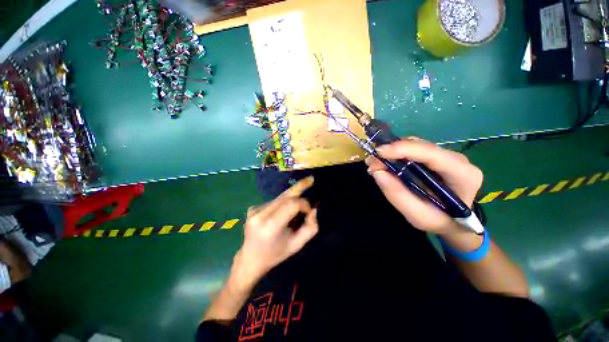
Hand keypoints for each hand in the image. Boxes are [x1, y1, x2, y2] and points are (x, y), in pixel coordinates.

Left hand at [230, 176, 318, 289]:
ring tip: (298, 206)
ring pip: (280, 197)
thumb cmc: (275, 254)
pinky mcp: (253, 207)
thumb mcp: (297, 245)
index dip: (304, 204)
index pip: (291, 204)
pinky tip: (283, 213)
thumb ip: (310, 228)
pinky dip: (283, 203)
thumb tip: (314, 210)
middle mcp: (260, 214)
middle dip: (299, 186)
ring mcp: (254, 209)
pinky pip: (274, 201)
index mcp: (270, 226)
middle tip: (311, 179)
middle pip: (285, 195)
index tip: (309, 211)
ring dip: (292, 199)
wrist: (250, 259)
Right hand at [366, 138, 482, 234]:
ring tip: (376, 164)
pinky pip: (414, 149)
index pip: (431, 153)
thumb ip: (398, 195)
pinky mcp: (436, 157)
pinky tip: (385, 162)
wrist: (453, 222)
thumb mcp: (417, 215)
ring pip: (416, 145)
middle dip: (392, 151)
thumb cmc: (439, 221)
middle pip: (421, 146)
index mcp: (462, 174)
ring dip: (392, 152)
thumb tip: (377, 172)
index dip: (403, 149)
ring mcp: (447, 156)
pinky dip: (396, 154)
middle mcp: (457, 160)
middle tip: (371, 162)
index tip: (378, 153)